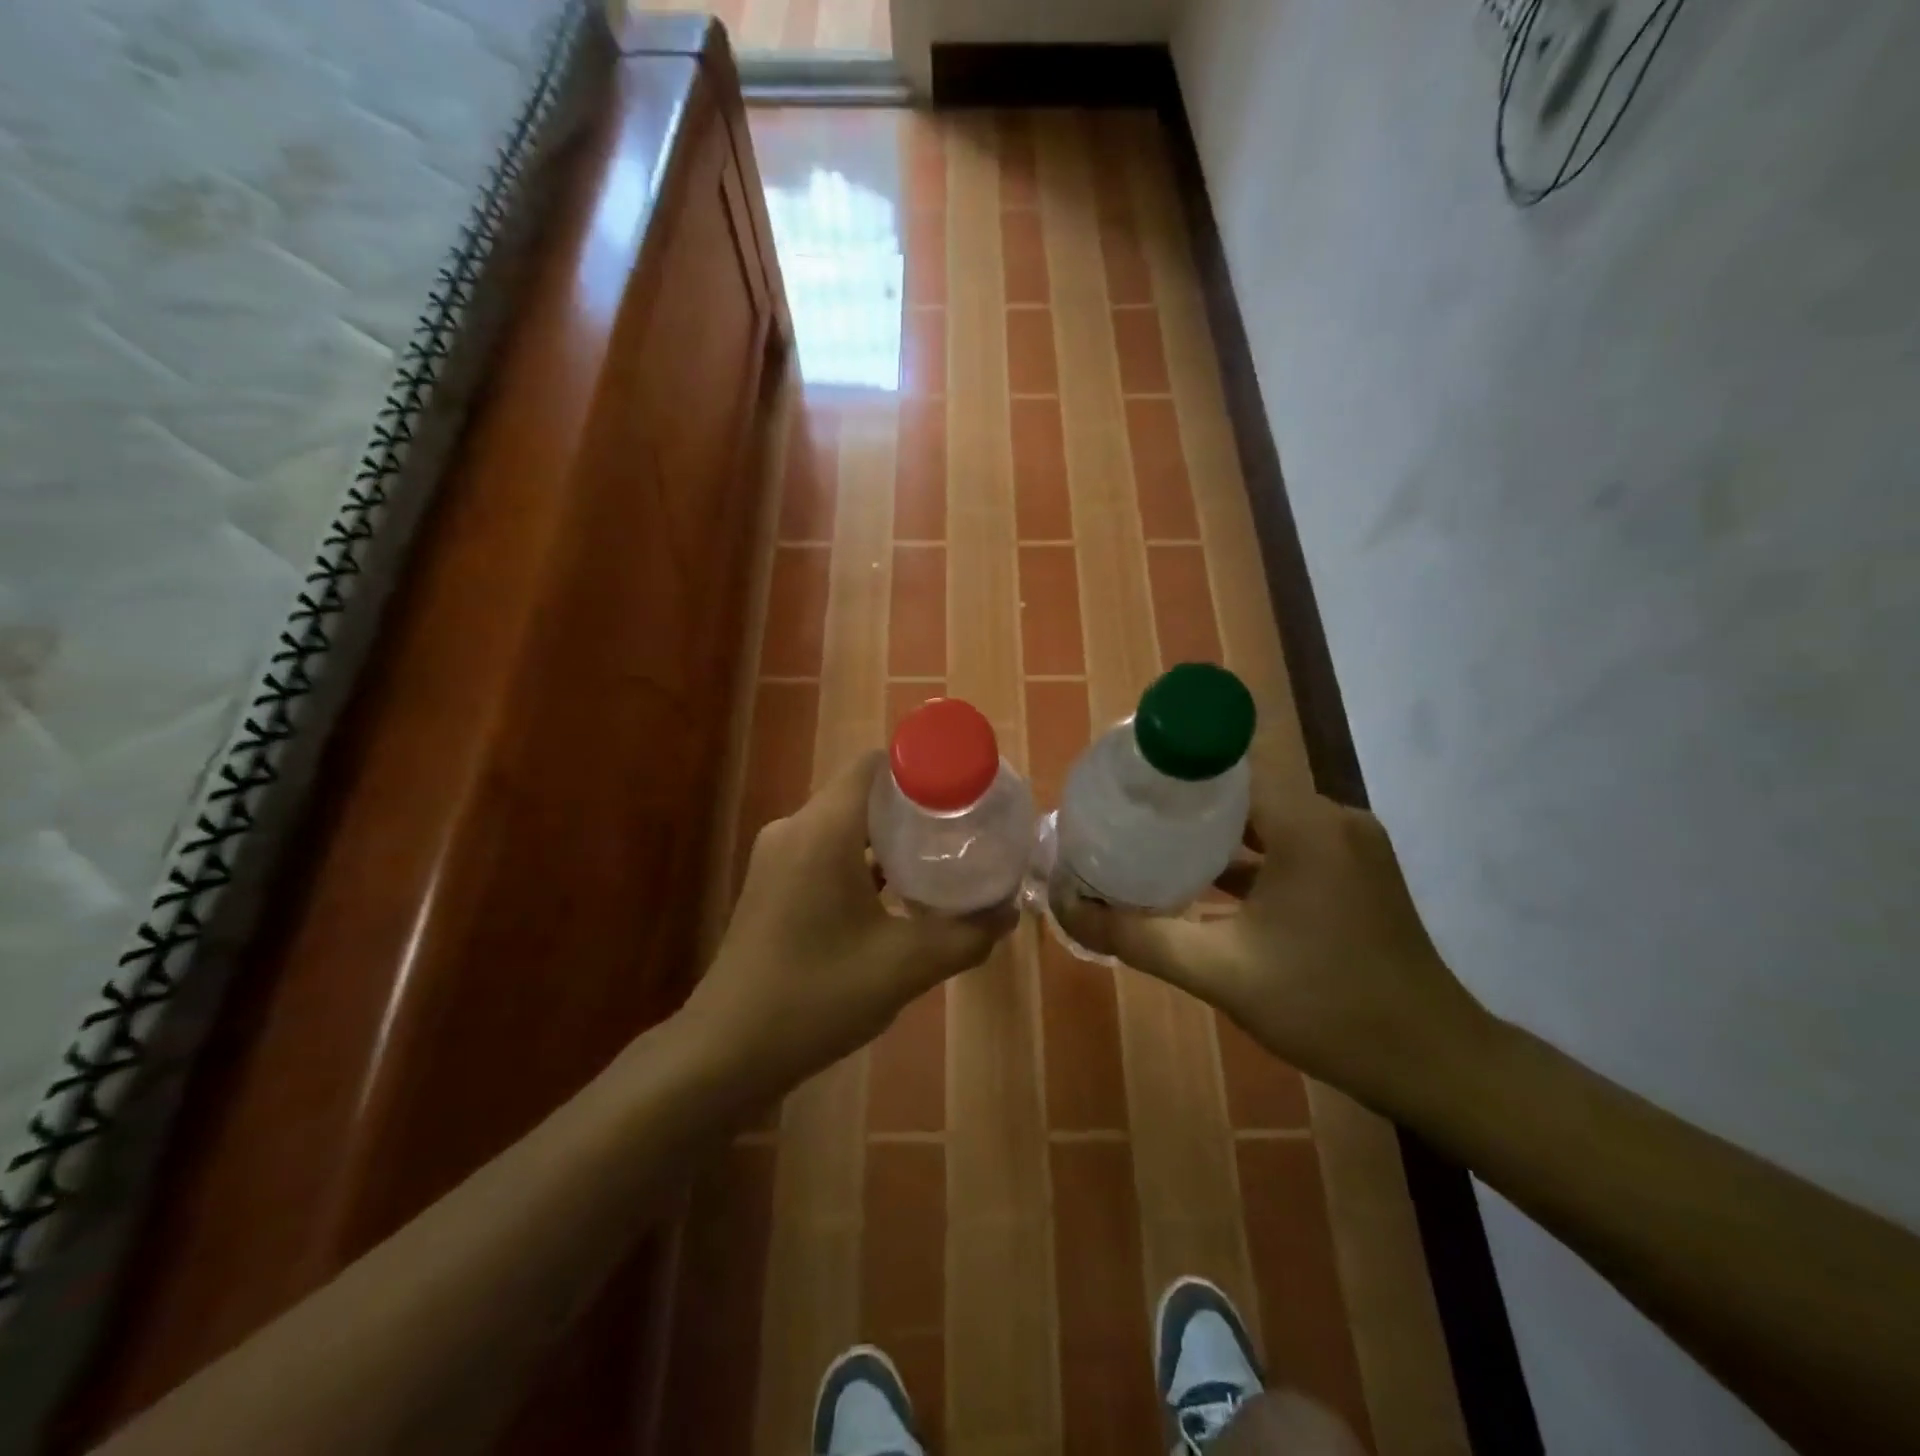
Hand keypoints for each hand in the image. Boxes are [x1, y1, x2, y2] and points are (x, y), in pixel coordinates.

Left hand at [682, 751, 1014, 1099]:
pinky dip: (862, 858)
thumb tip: (1008, 912)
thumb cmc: (816, 997)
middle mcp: (794, 829)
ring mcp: (778, 856)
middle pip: (862, 792)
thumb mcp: (904, 967)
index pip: (874, 765)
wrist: (727, 1051)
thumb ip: (965, 936)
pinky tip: (896, 891)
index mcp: (823, 830)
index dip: (921, 767)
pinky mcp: (772, 882)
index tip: (963, 789)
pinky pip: (825, 849)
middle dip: (914, 805)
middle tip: (963, 827)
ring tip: (939, 856)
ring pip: (844, 823)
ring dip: (889, 835)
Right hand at [1054, 736, 1494, 1107]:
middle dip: (1183, 800)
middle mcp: (1332, 820)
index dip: (1172, 766)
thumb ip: (1137, 936)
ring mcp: (1348, 846)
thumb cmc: (1326, 1008)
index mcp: (1307, 826)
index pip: (1228, 765)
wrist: (1433, 1064)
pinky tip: (1200, 878)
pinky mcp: (1353, 873)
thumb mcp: (1219, 972)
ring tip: (1150, 840)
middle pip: (1243, 789)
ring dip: (1213, 830)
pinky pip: (1287, 846)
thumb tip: (1067, 908)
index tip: (1123, 779)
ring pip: (1264, 819)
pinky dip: (1245, 856)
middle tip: (1124, 813)